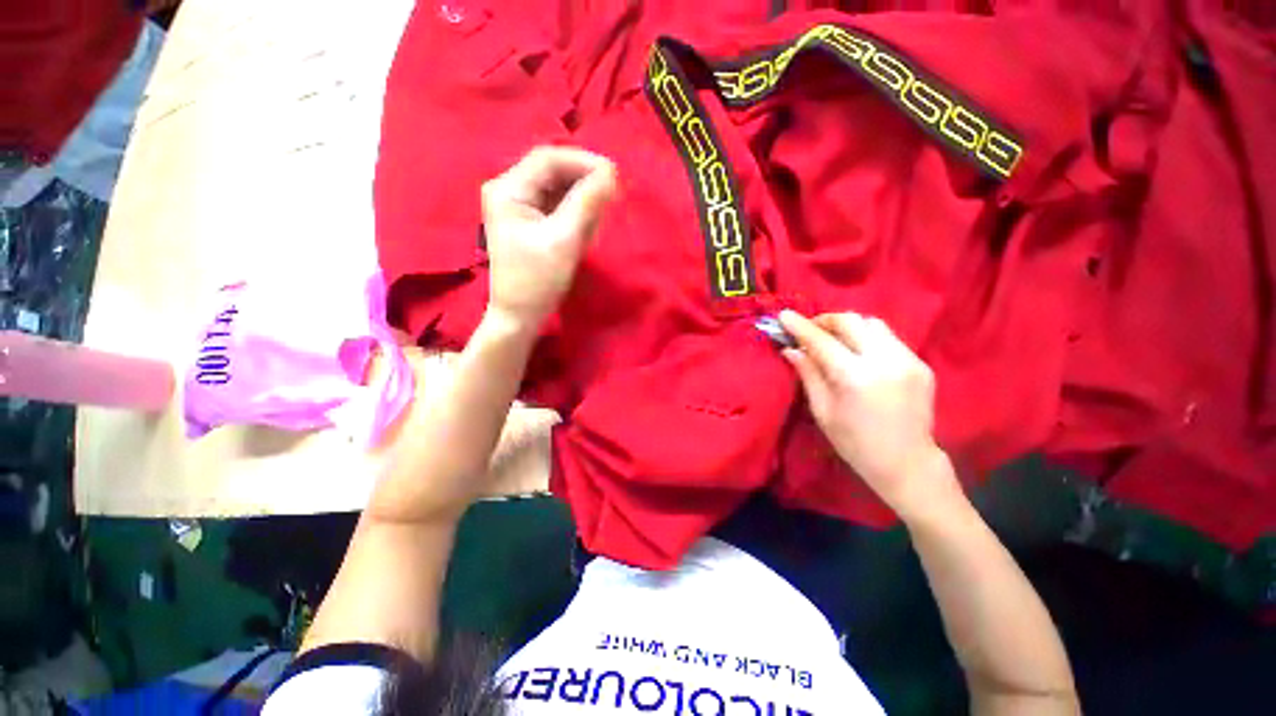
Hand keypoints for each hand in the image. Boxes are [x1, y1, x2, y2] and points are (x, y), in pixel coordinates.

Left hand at [481, 146, 616, 330]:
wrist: (519, 316)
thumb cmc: (537, 282)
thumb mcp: (564, 241)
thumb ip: (587, 204)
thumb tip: (610, 172)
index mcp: (508, 190)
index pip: (548, 159)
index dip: (582, 162)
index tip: (613, 175)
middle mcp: (509, 190)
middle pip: (552, 171)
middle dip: (583, 180)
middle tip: (612, 195)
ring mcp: (518, 206)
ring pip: (557, 188)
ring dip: (581, 197)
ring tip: (600, 215)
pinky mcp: (529, 221)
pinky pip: (556, 205)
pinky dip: (575, 211)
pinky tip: (587, 226)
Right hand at [779, 310, 957, 516]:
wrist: (908, 463)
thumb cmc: (855, 443)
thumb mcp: (823, 411)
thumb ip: (808, 374)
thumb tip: (790, 349)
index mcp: (855, 378)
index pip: (821, 340)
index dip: (800, 326)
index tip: (784, 315)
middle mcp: (884, 361)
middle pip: (851, 321)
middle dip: (825, 320)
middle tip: (810, 330)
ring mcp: (908, 360)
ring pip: (873, 324)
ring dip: (848, 326)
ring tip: (834, 340)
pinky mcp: (920, 364)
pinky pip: (889, 339)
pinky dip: (867, 339)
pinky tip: (859, 355)